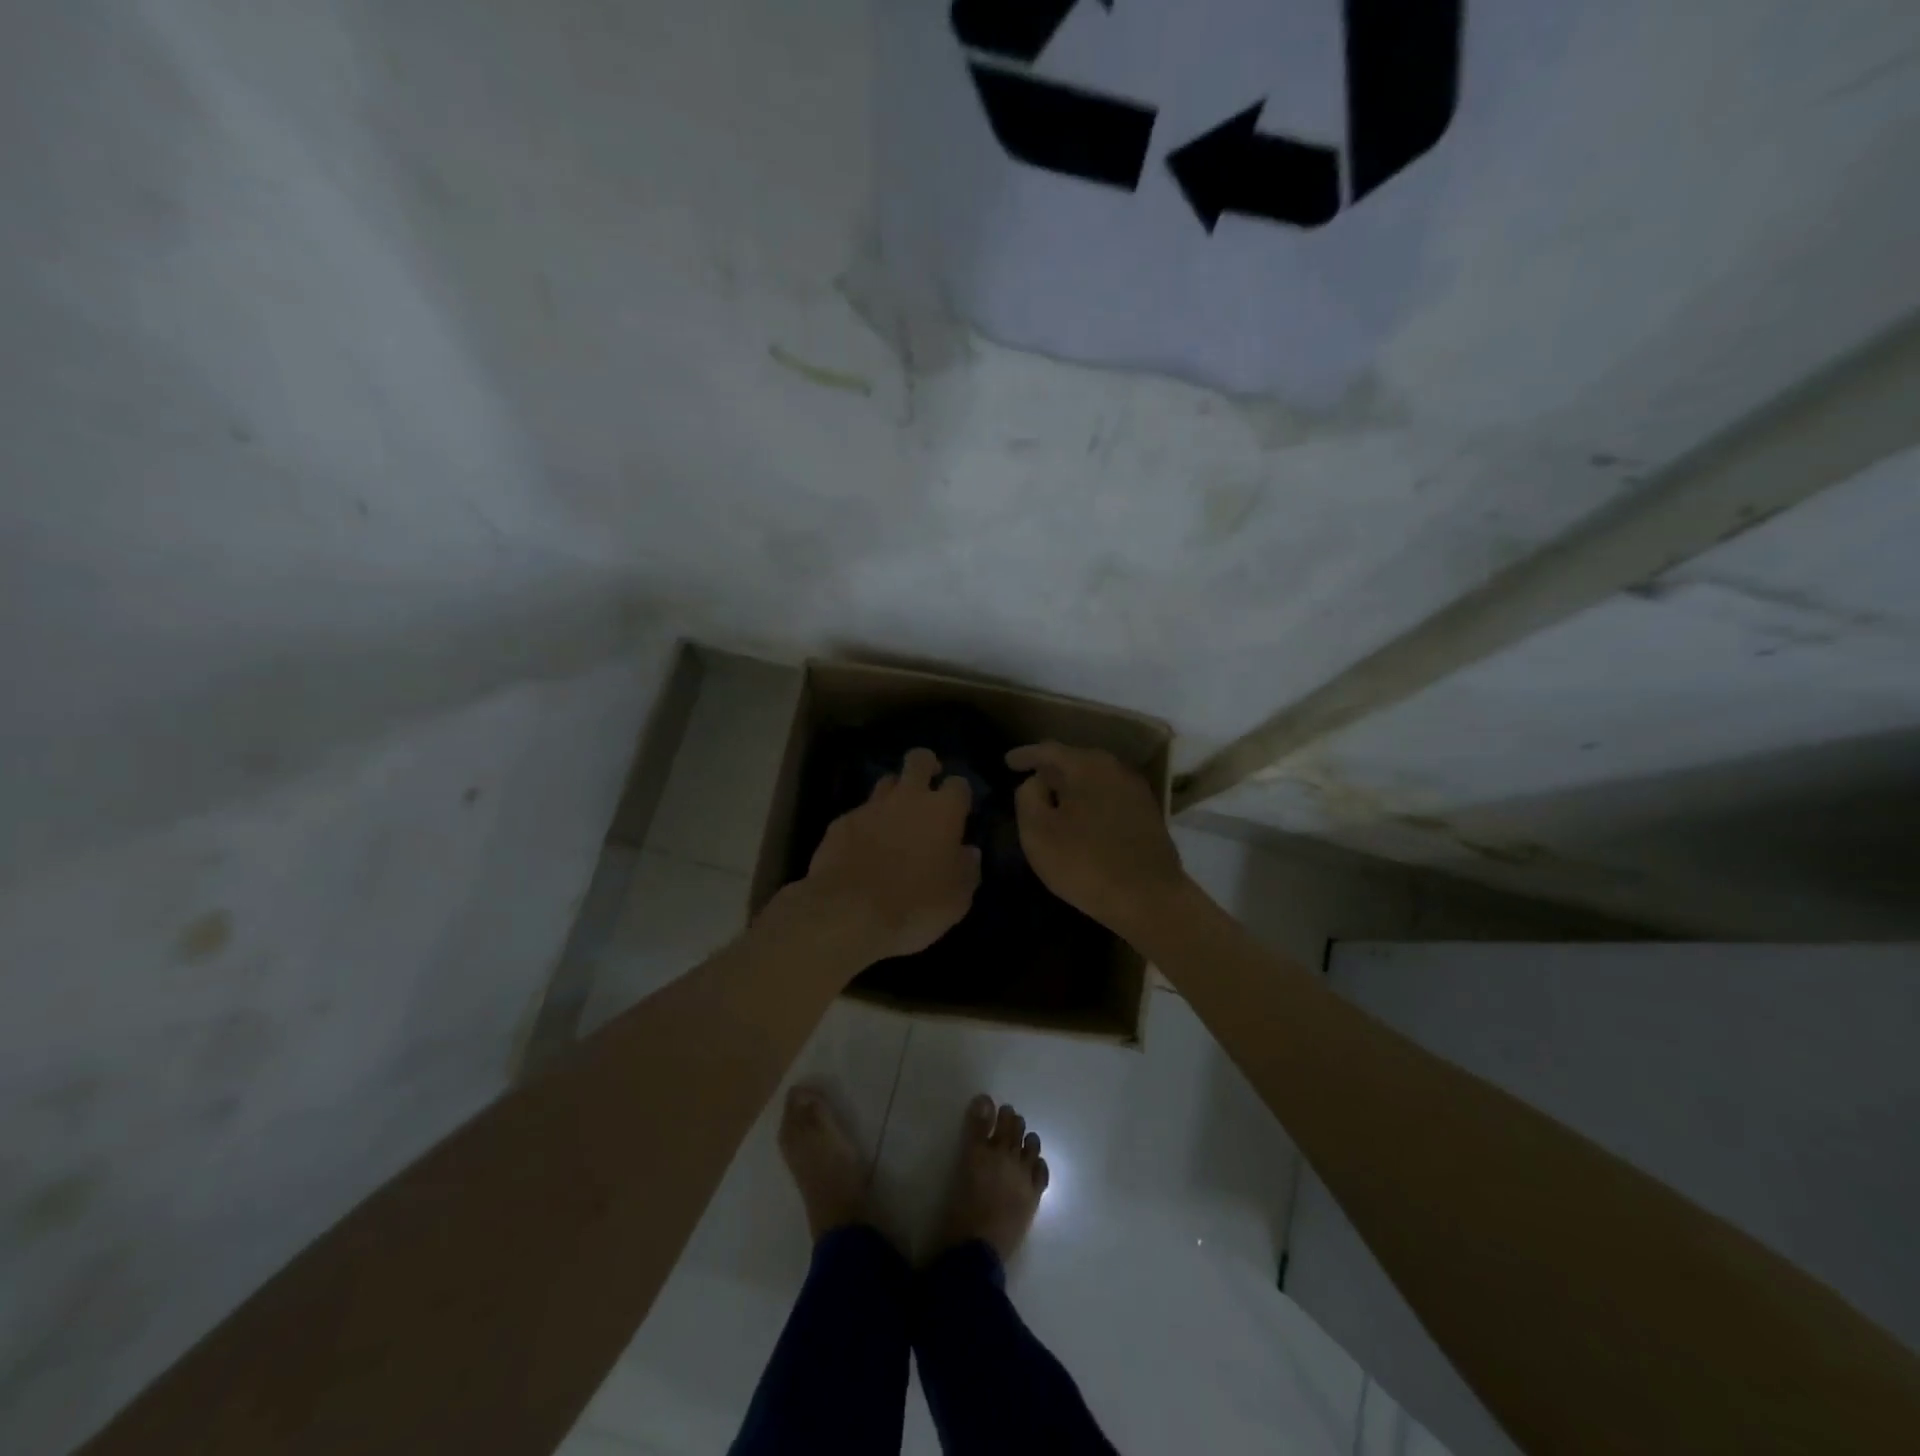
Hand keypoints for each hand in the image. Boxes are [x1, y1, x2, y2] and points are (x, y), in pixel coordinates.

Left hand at [789, 747, 980, 966]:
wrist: (848, 913)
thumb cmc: (916, 906)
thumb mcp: (957, 898)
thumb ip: (967, 869)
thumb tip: (969, 852)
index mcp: (943, 811)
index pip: (959, 784)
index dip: (960, 795)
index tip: (960, 810)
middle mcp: (908, 798)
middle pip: (919, 759)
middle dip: (926, 765)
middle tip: (928, 785)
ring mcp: (870, 807)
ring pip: (886, 782)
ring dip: (894, 793)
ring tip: (896, 817)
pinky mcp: (840, 823)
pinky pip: (859, 814)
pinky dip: (866, 825)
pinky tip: (864, 847)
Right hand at [1007, 742, 1185, 935]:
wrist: (1150, 898)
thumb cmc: (1085, 863)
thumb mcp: (1038, 832)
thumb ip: (1028, 797)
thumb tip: (1036, 782)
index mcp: (1086, 766)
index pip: (1048, 750)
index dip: (1025, 755)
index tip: (1007, 762)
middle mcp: (1115, 768)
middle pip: (1074, 761)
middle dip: (1050, 770)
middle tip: (1029, 781)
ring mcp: (1136, 791)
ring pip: (1094, 779)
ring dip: (1072, 787)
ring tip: (1053, 802)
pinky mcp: (1147, 814)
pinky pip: (1108, 797)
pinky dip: (1089, 802)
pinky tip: (1081, 819)